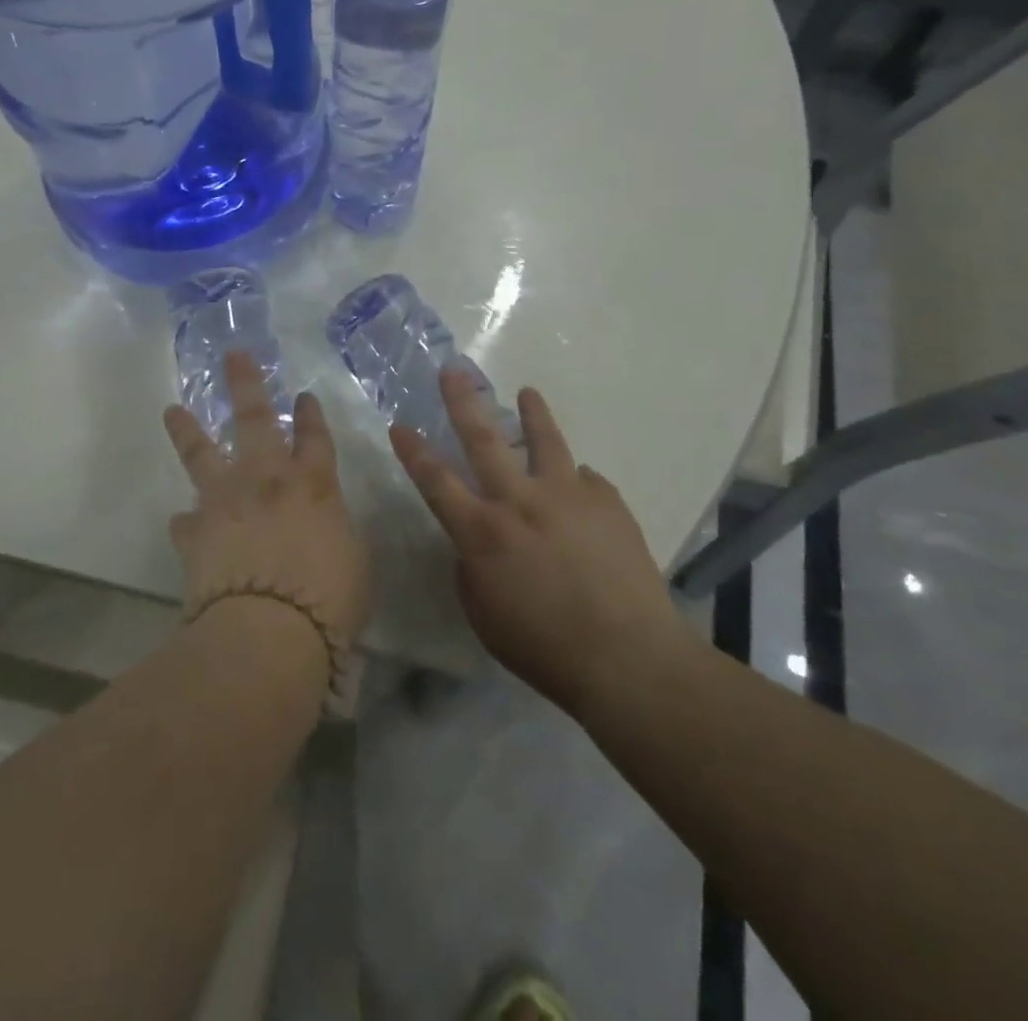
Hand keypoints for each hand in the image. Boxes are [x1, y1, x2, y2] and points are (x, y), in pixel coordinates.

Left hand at [163, 350, 372, 680]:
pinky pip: (187, 521)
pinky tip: (183, 522)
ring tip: (172, 410)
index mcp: (314, 485)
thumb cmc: (328, 599)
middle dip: (245, 385)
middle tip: (233, 355)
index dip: (311, 415)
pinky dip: (187, 521)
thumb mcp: (355, 563)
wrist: (268, 630)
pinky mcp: (195, 534)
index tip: (304, 396)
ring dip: (188, 430)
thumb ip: (337, 533)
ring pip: (202, 454)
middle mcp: (266, 481)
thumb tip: (325, 528)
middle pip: (255, 420)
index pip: (315, 438)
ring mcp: (226, 503)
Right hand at [390, 368, 694, 716]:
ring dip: (532, 413)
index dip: (414, 452)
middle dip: (463, 401)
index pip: (436, 481)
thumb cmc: (544, 648)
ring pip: (545, 440)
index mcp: (482, 532)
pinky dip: (575, 481)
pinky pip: (585, 481)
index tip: (399, 425)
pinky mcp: (607, 502)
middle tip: (453, 370)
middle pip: (484, 439)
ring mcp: (567, 495)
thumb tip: (479, 542)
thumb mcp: (484, 615)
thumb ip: (472, 568)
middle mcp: (520, 501)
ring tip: (527, 393)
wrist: (628, 658)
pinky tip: (578, 490)